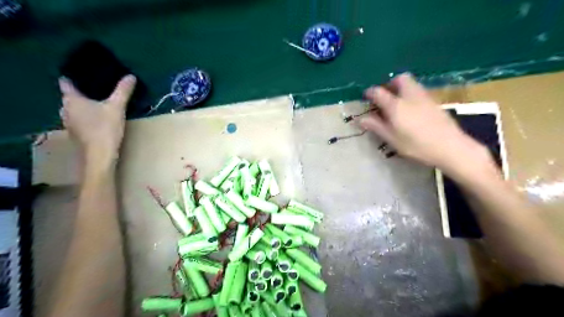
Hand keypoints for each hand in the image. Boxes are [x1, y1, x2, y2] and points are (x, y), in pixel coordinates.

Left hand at [58, 75, 135, 169]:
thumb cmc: (105, 128)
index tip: (84, 72)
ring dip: (85, 105)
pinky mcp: (76, 133)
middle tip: (99, 87)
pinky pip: (80, 119)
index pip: (66, 82)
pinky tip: (98, 118)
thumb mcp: (117, 107)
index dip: (73, 76)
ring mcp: (69, 122)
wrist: (99, 155)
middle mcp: (65, 109)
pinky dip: (87, 116)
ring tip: (100, 102)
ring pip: (75, 108)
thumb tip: (130, 76)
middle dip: (83, 91)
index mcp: (71, 99)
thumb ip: (122, 91)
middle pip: (71, 96)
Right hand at [361, 71, 489, 172]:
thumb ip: (376, 127)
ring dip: (401, 87)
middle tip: (385, 95)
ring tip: (396, 103)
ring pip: (412, 83)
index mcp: (396, 105)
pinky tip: (411, 109)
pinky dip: (411, 94)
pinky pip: (419, 91)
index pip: (379, 92)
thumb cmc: (416, 145)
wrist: (450, 147)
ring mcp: (425, 97)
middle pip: (400, 78)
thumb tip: (361, 119)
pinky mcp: (435, 102)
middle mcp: (410, 96)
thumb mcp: (392, 139)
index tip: (366, 96)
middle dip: (390, 83)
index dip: (370, 92)